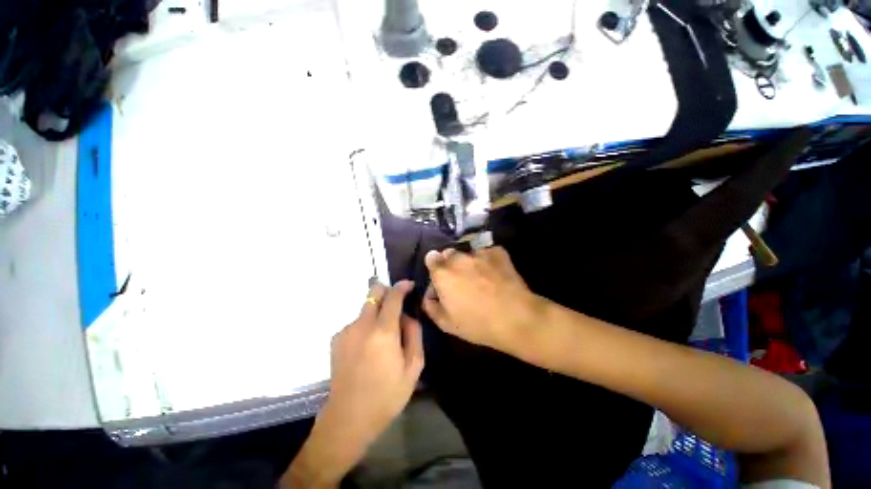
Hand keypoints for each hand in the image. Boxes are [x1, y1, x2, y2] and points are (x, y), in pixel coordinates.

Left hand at [323, 279, 424, 442]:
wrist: (348, 419)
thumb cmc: (387, 395)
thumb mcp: (413, 367)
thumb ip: (414, 334)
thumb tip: (407, 316)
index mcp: (383, 332)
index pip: (392, 297)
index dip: (402, 286)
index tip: (409, 285)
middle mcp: (362, 325)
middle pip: (373, 293)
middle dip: (387, 292)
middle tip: (397, 304)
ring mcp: (346, 331)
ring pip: (366, 309)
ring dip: (377, 313)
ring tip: (383, 337)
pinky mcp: (336, 339)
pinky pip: (357, 323)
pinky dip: (366, 326)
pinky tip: (368, 348)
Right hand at [423, 246, 543, 351]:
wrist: (516, 318)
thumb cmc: (477, 324)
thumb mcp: (446, 324)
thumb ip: (431, 306)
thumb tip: (429, 295)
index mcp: (442, 273)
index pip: (431, 258)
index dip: (435, 268)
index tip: (441, 279)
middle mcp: (458, 258)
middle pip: (449, 254)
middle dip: (450, 265)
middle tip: (460, 281)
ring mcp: (479, 253)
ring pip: (468, 253)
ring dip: (469, 262)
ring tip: (480, 278)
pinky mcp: (497, 252)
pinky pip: (487, 253)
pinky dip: (487, 260)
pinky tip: (494, 274)